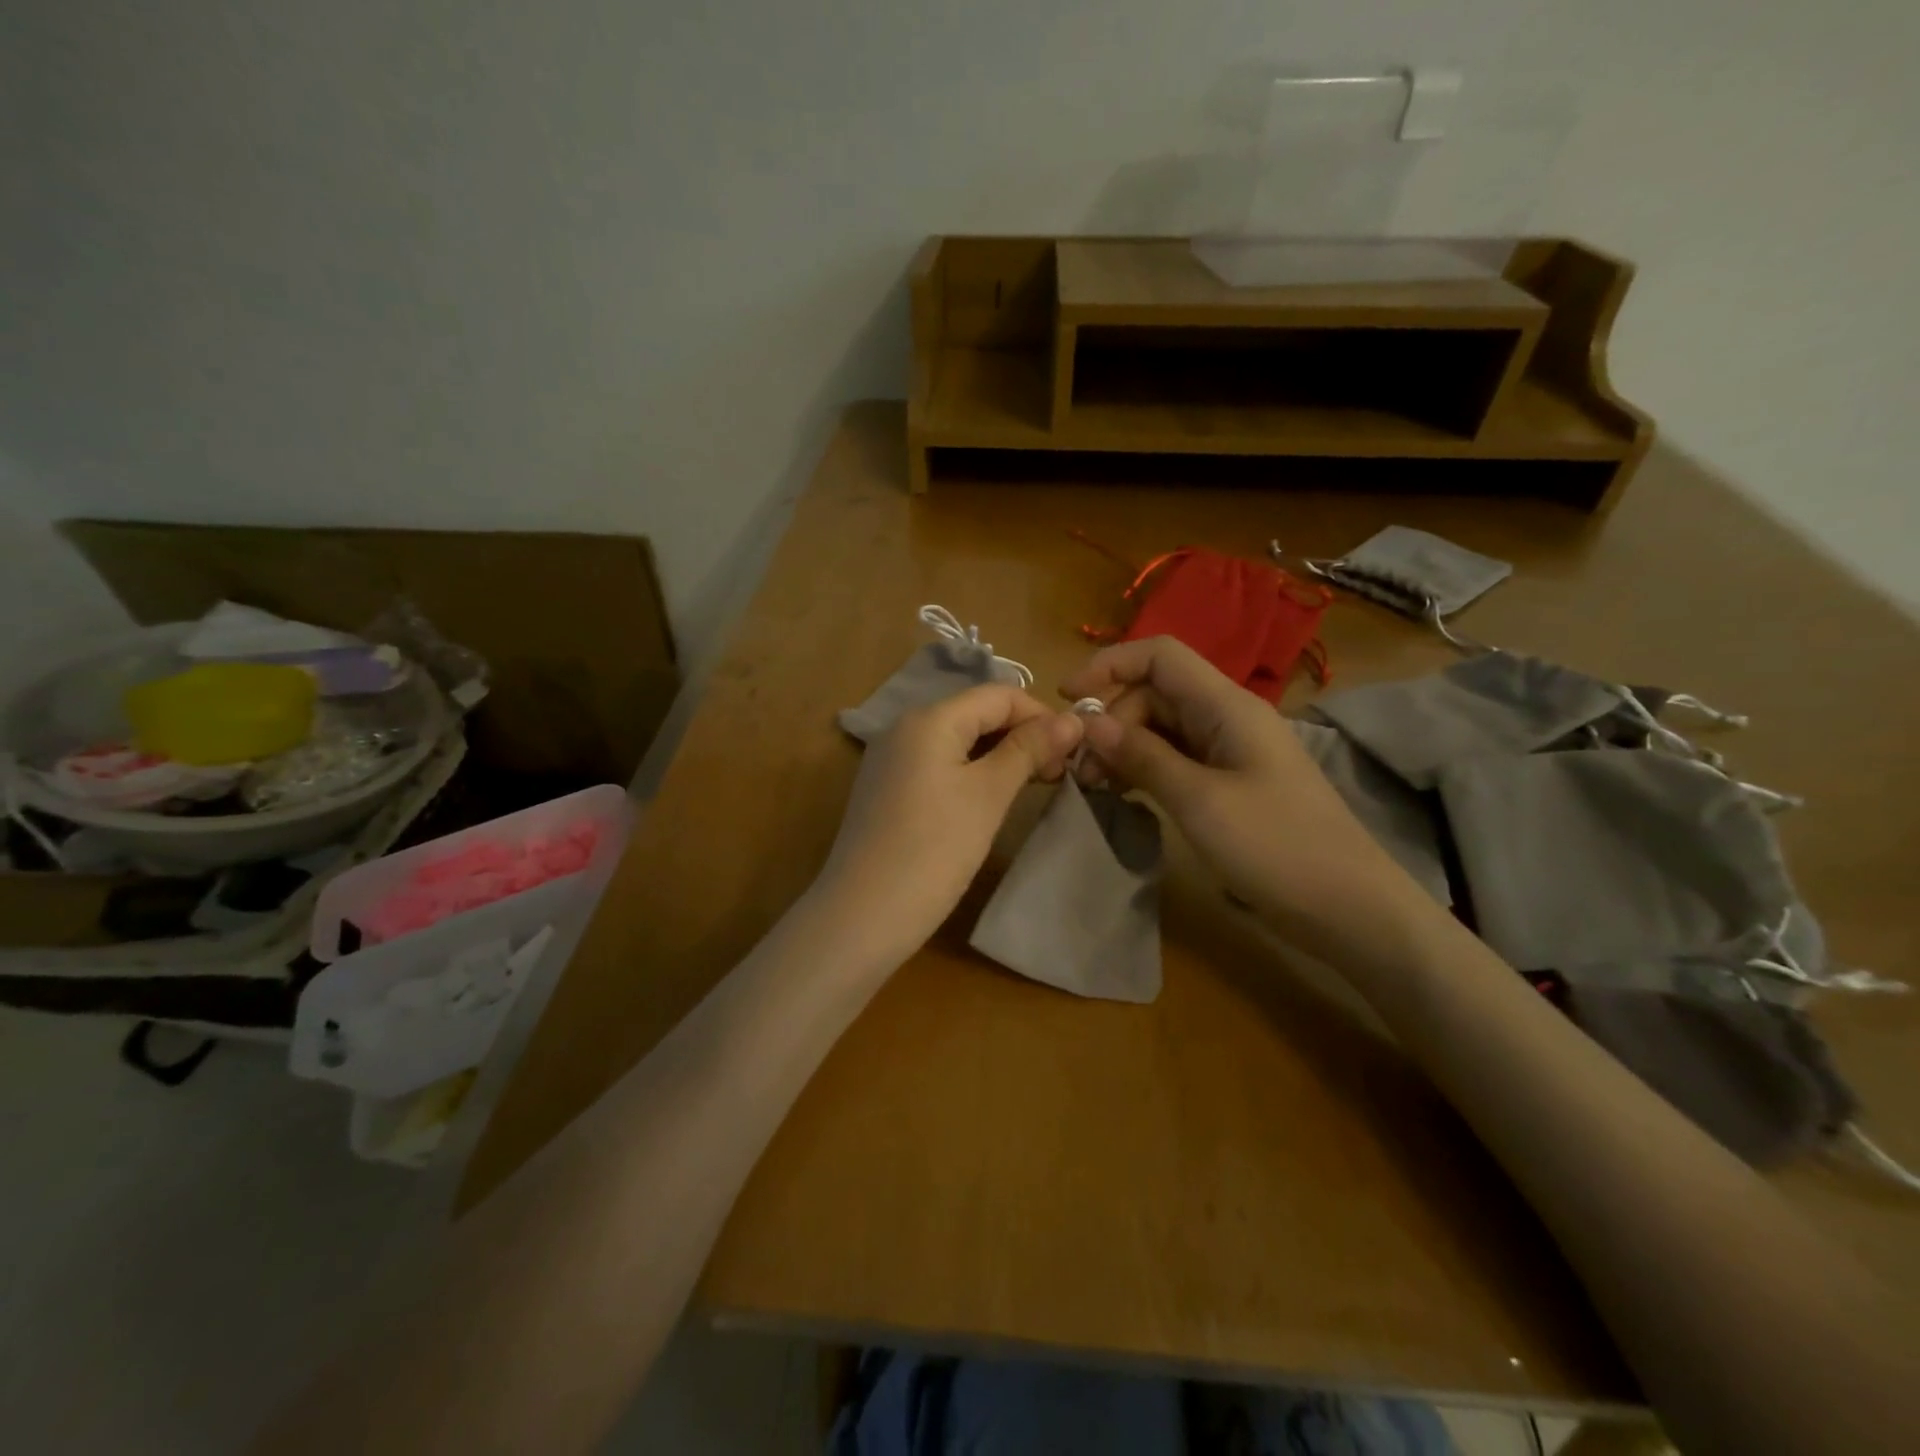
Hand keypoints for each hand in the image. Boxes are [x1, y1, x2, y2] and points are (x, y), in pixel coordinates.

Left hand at [813, 685, 1084, 964]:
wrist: (862, 914)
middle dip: (1022, 735)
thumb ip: (1029, 750)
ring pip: (958, 740)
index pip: (998, 694)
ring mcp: (891, 759)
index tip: (1075, 750)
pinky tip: (991, 798)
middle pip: (976, 713)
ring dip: (1000, 755)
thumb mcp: (989, 795)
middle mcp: (905, 727)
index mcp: (929, 718)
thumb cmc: (934, 850)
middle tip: (1058, 773)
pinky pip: (938, 764)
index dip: (1041, 715)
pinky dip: (971, 772)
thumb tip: (1072, 720)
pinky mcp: (887, 789)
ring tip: (1033, 786)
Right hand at [1061, 637, 1417, 945]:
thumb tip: (1090, 723)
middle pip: (1154, 694)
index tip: (1066, 697)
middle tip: (1080, 769)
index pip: (1161, 656)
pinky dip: (1143, 768)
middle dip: (1111, 720)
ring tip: (1094, 786)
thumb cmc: (1276, 847)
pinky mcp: (1228, 782)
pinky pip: (1175, 759)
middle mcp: (1227, 717)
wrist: (1348, 908)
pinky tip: (1122, 793)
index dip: (1110, 664)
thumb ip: (1142, 756)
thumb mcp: (1199, 800)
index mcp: (1227, 706)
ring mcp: (1229, 751)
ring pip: (1161, 728)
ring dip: (1122, 747)